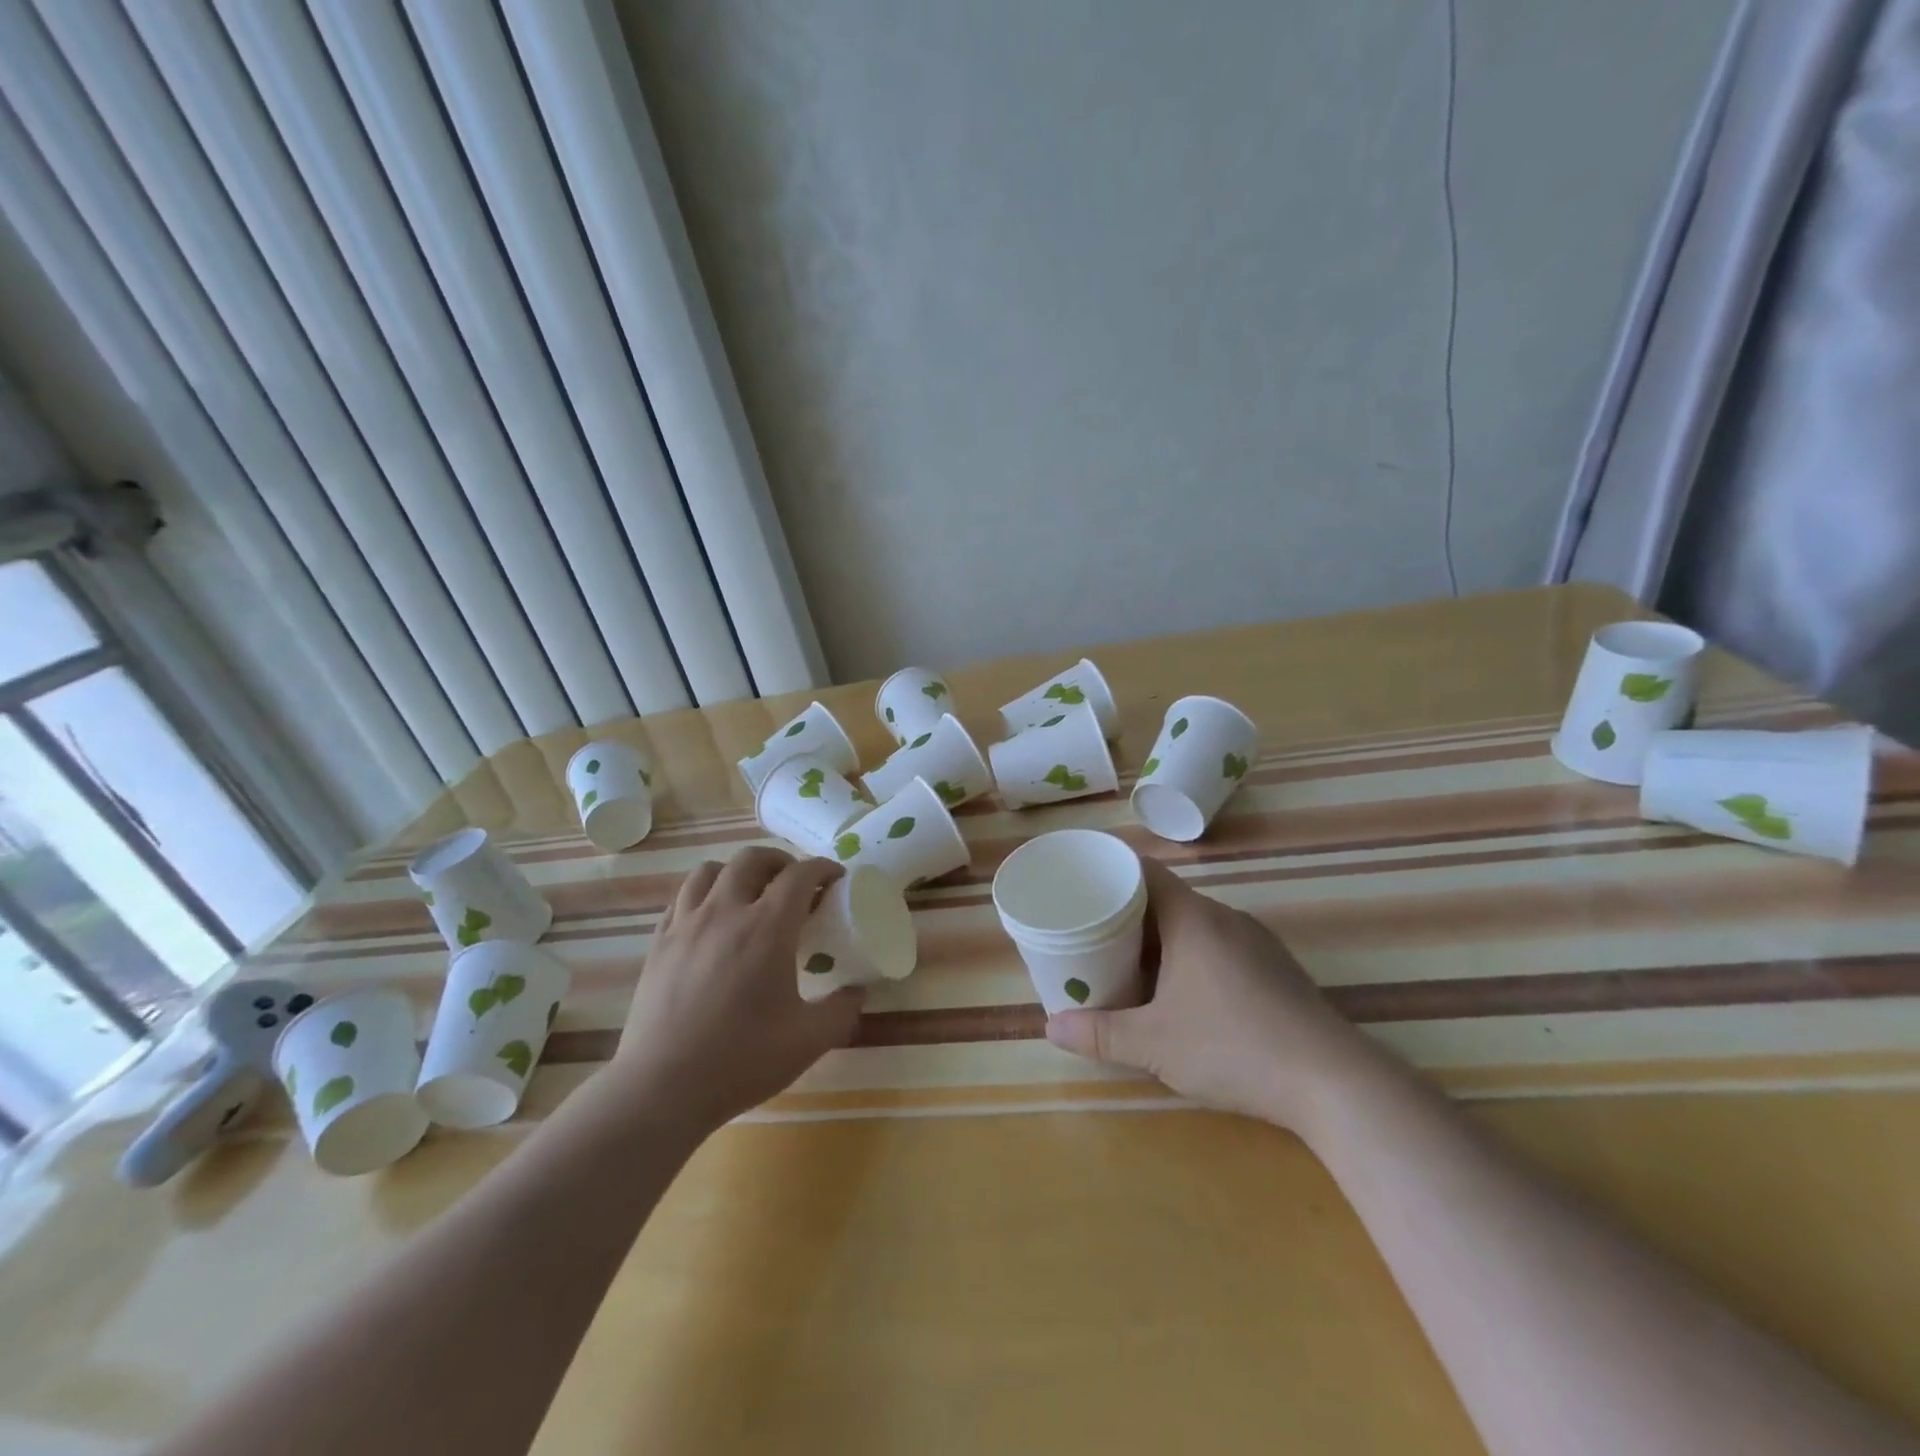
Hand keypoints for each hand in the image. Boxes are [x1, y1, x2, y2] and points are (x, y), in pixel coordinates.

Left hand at [610, 847, 863, 1131]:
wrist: (662, 1088)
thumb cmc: (742, 1060)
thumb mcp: (809, 1040)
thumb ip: (842, 1010)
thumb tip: (858, 991)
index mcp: (767, 928)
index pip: (800, 875)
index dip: (822, 868)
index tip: (835, 878)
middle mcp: (725, 912)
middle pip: (752, 859)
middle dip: (780, 861)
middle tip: (795, 884)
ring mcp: (686, 924)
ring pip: (710, 870)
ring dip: (737, 872)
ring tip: (750, 894)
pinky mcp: (658, 943)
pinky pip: (682, 898)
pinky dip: (704, 895)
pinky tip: (712, 920)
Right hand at [1044, 858, 1370, 1130]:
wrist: (1334, 1083)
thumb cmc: (1234, 1047)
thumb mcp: (1154, 1045)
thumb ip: (1100, 1034)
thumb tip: (1050, 1027)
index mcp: (1193, 919)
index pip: (1144, 871)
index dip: (1110, 872)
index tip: (1081, 886)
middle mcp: (1225, 918)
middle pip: (1166, 898)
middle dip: (1127, 914)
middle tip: (1092, 934)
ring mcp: (1256, 943)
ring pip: (1195, 924)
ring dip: (1160, 939)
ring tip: (1128, 964)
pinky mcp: (1276, 969)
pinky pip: (1220, 945)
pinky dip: (1190, 956)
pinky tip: (1183, 993)